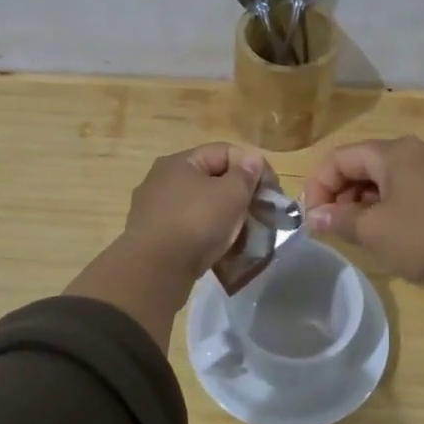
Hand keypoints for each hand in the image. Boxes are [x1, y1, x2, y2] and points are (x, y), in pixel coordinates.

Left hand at [120, 142, 270, 280]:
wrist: (154, 271)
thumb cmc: (196, 223)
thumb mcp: (231, 194)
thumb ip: (246, 174)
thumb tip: (251, 159)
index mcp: (179, 162)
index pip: (225, 151)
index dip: (253, 166)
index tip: (270, 190)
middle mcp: (162, 179)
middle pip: (211, 178)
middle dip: (239, 194)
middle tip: (259, 213)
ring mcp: (154, 209)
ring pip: (200, 205)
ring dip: (223, 215)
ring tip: (242, 233)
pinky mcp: (153, 236)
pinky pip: (188, 227)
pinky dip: (206, 233)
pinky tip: (219, 248)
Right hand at [302, 136, 423, 343]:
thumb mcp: (374, 230)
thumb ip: (338, 220)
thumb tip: (314, 218)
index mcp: (392, 152)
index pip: (339, 158)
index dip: (317, 186)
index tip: (311, 219)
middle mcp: (412, 153)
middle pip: (360, 165)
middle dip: (338, 194)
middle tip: (329, 228)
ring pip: (381, 181)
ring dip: (360, 204)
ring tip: (353, 234)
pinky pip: (402, 193)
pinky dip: (383, 209)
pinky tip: (383, 235)